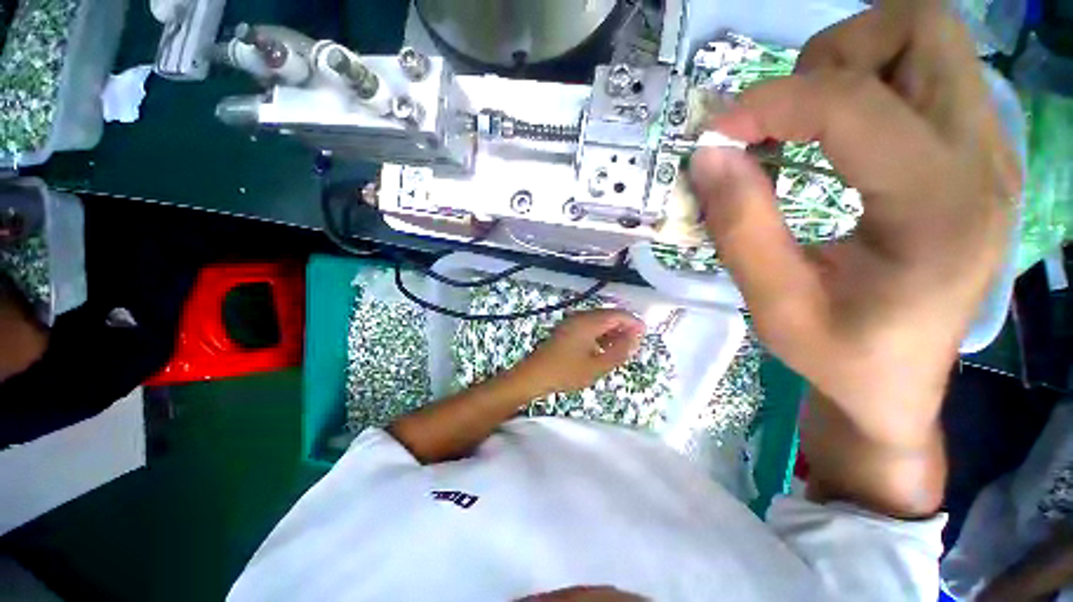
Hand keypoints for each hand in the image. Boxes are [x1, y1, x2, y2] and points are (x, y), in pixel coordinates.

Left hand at [513, 309, 644, 396]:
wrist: (534, 375)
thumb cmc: (566, 372)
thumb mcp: (597, 366)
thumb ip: (619, 351)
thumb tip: (636, 338)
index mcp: (589, 322)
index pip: (618, 314)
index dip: (634, 322)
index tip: (645, 335)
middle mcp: (581, 317)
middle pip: (608, 315)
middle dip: (624, 327)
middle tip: (635, 344)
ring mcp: (572, 322)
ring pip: (599, 321)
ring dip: (612, 331)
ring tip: (622, 348)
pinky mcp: (567, 329)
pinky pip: (589, 326)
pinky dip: (600, 334)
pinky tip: (604, 348)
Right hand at [689, 0, 1020, 446]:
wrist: (898, 380)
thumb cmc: (839, 356)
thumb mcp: (774, 307)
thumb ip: (740, 228)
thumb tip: (708, 155)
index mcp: (940, 211)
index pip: (855, 104)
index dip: (772, 103)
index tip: (717, 133)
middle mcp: (982, 161)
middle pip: (922, 28)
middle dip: (834, 54)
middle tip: (783, 116)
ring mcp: (989, 149)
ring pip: (927, 38)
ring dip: (851, 63)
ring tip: (805, 124)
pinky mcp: (976, 151)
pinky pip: (927, 72)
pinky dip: (868, 82)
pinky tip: (836, 138)